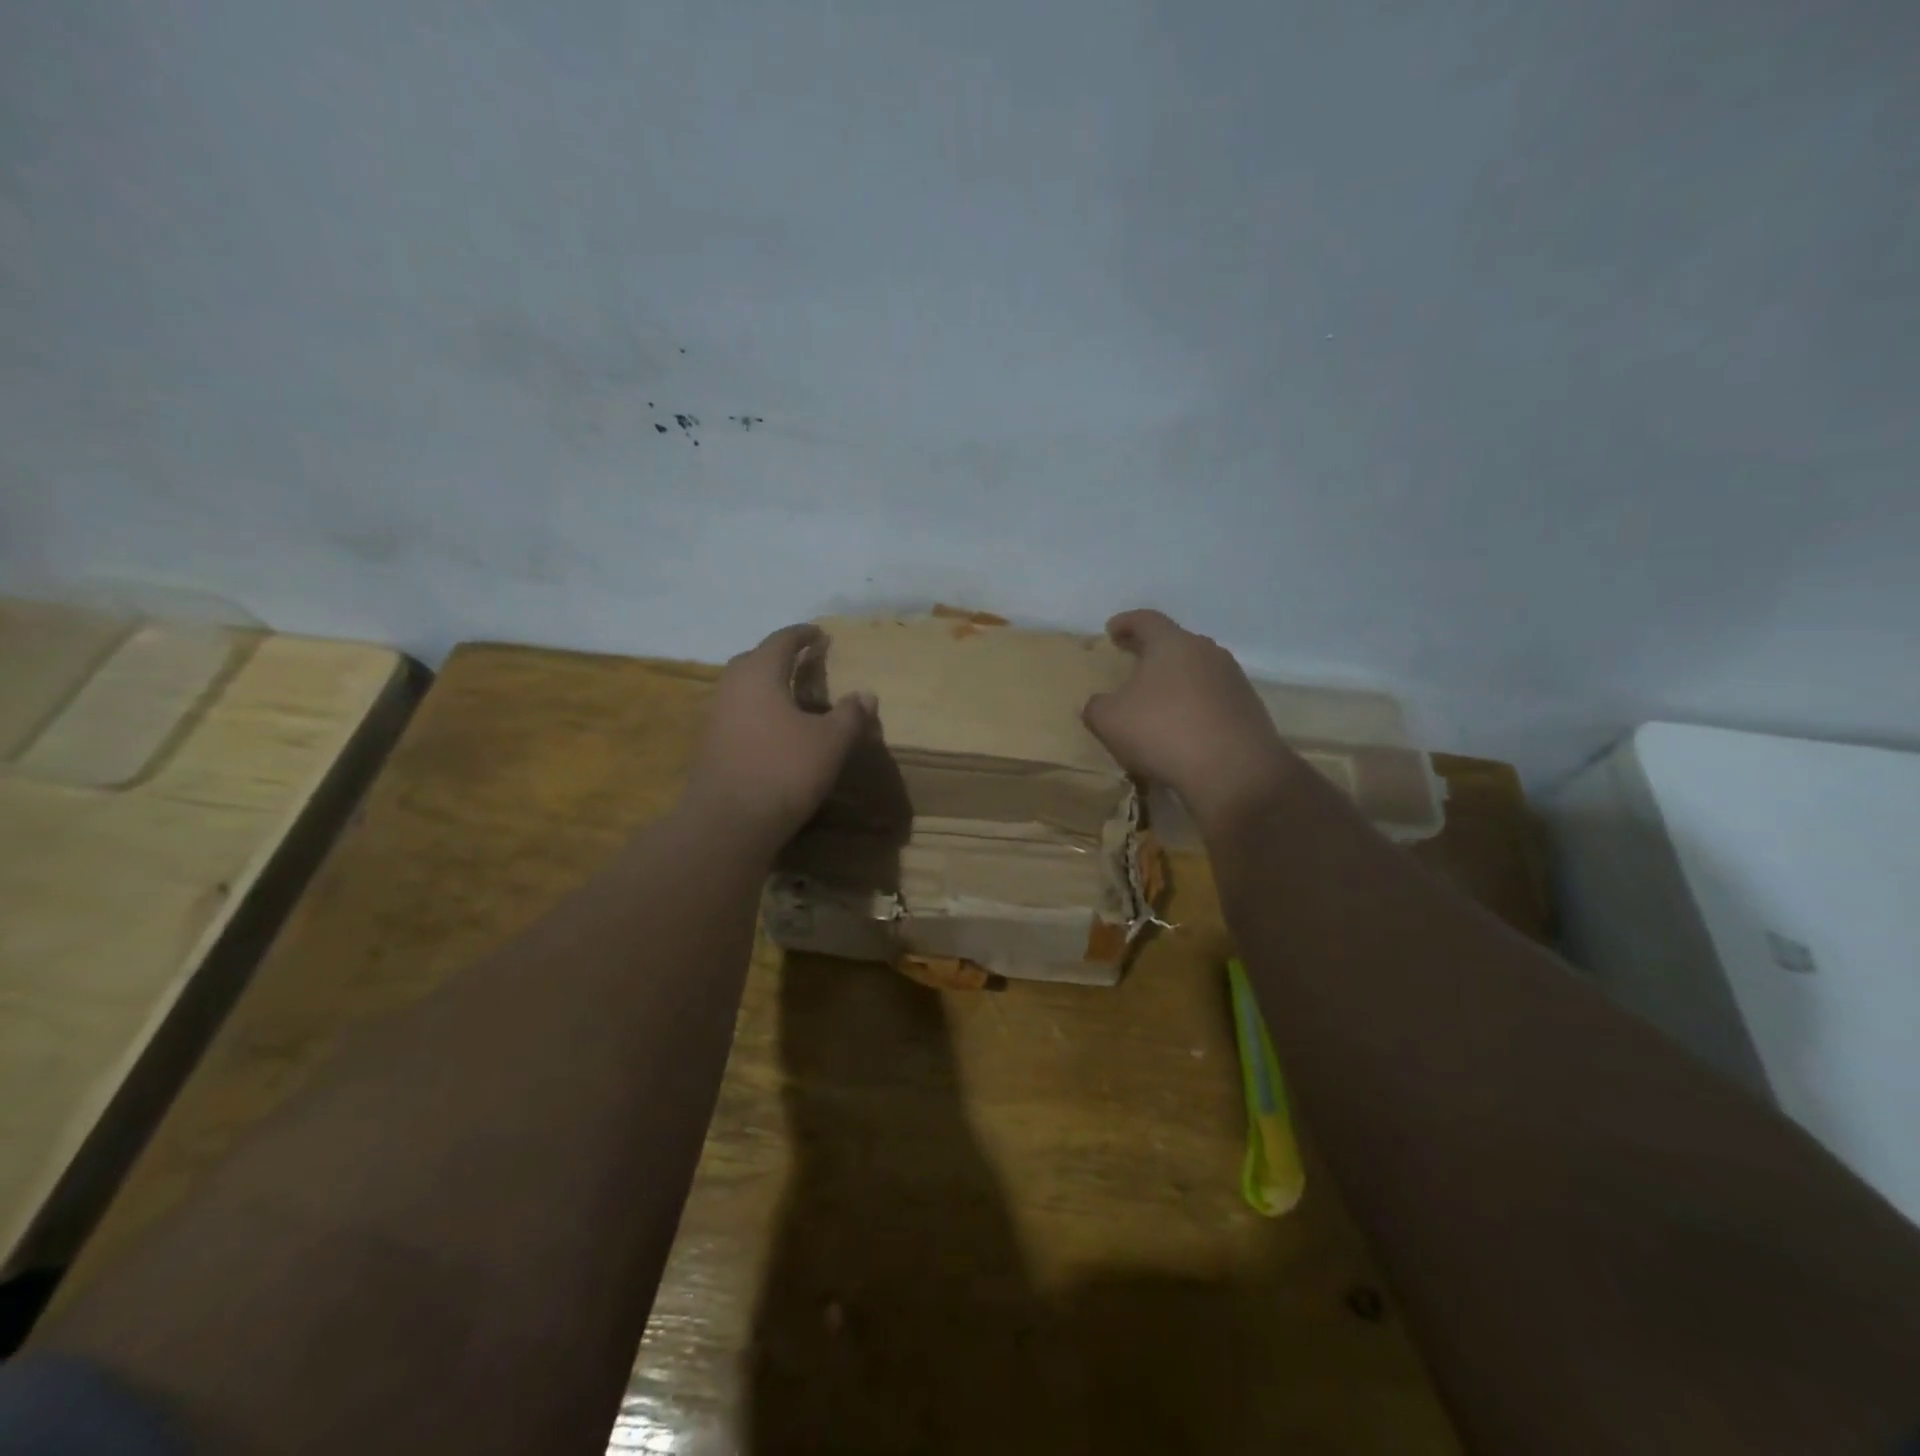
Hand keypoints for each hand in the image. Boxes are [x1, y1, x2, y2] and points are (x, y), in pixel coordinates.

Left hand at [680, 624, 875, 848]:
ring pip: (743, 688)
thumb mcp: (830, 742)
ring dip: (766, 685)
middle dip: (779, 656)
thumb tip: (866, 695)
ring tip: (792, 696)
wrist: (728, 823)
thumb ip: (850, 715)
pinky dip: (757, 711)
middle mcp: (731, 687)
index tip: (820, 633)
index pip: (781, 641)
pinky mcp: (710, 745)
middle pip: (755, 660)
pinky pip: (737, 714)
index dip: (802, 634)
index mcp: (759, 674)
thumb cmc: (784, 770)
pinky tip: (774, 729)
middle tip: (804, 661)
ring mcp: (715, 717)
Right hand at [1082, 609, 1301, 832]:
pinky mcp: (1249, 708)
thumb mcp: (1109, 721)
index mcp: (1172, 644)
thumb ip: (1097, 706)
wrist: (1234, 771)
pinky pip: (1214, 698)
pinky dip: (1196, 706)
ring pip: (1198, 670)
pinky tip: (1185, 728)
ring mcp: (1233, 679)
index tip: (1112, 630)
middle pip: (1176, 643)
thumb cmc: (1163, 732)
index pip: (1146, 620)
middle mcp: (1207, 652)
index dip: (1126, 623)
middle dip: (1154, 652)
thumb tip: (1100, 703)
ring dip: (1177, 681)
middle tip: (1135, 664)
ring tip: (1159, 701)